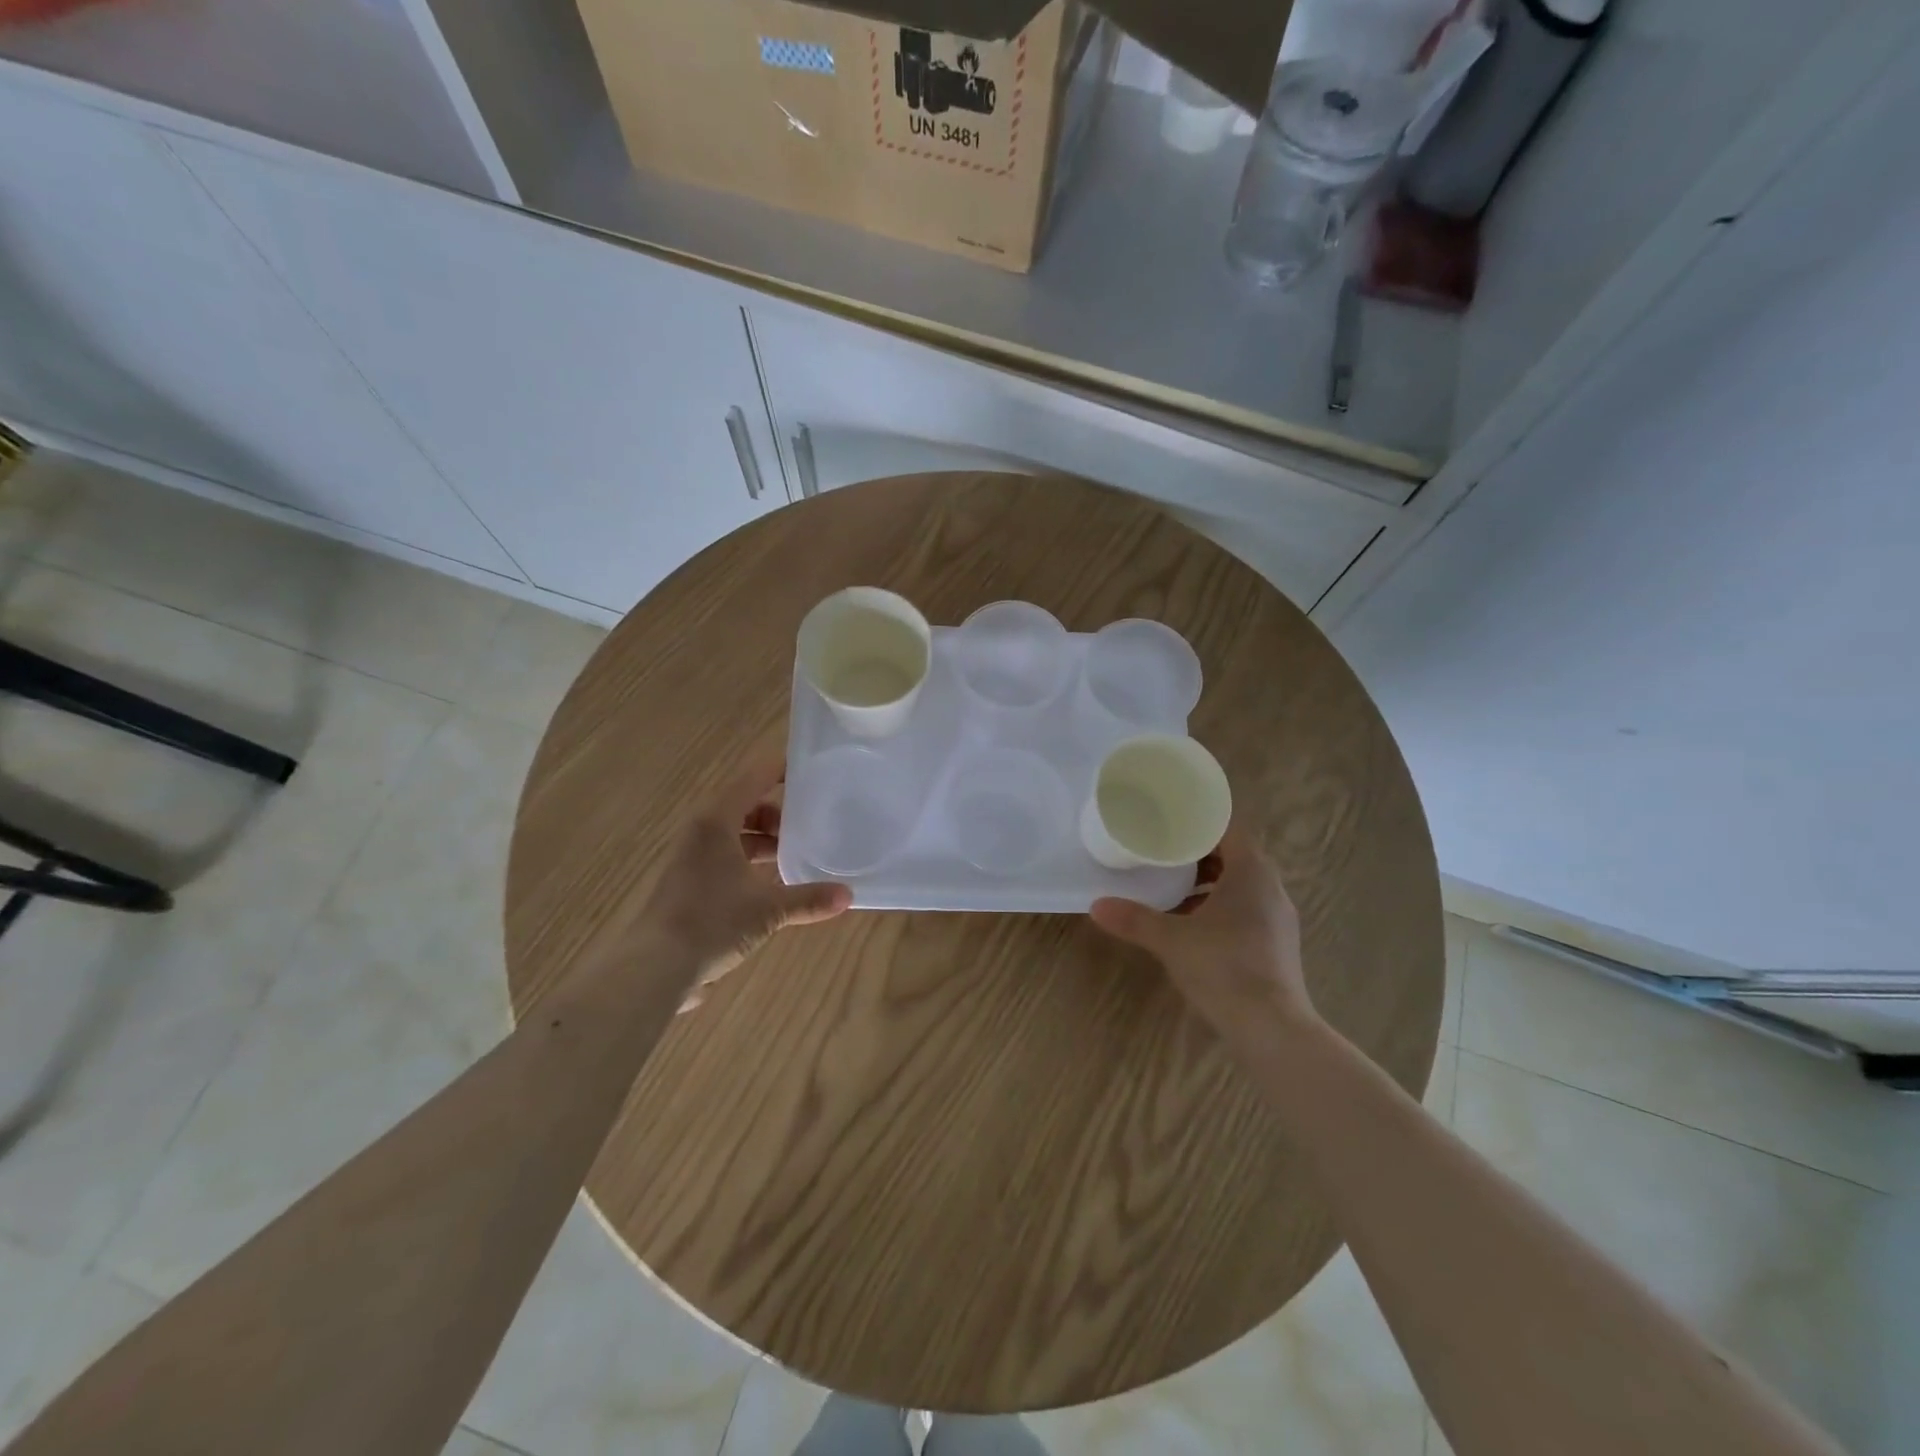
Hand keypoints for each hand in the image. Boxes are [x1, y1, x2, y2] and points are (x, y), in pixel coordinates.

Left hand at [643, 761, 851, 1009]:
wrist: (654, 968)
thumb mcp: (769, 910)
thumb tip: (848, 895)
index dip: (782, 771)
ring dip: (764, 840)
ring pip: (734, 834)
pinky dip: (750, 860)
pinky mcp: (688, 882)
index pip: (754, 779)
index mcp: (717, 822)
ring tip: (796, 854)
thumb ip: (809, 899)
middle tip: (812, 824)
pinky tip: (772, 883)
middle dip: (779, 813)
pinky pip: (726, 856)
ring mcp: (691, 857)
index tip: (812, 772)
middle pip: (744, 805)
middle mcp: (701, 832)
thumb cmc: (713, 922)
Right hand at [1090, 824, 1316, 1048]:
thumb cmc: (1224, 967)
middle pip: (1234, 856)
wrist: (1272, 1029)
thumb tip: (1096, 905)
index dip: (1200, 823)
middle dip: (1199, 855)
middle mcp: (1271, 888)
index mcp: (1252, 872)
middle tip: (1163, 854)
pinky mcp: (1277, 945)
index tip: (1170, 823)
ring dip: (1209, 884)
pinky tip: (1192, 926)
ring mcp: (1278, 919)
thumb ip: (1135, 919)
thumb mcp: (1171, 940)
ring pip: (1241, 886)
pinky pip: (1247, 910)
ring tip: (1172, 888)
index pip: (1229, 829)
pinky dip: (1220, 908)